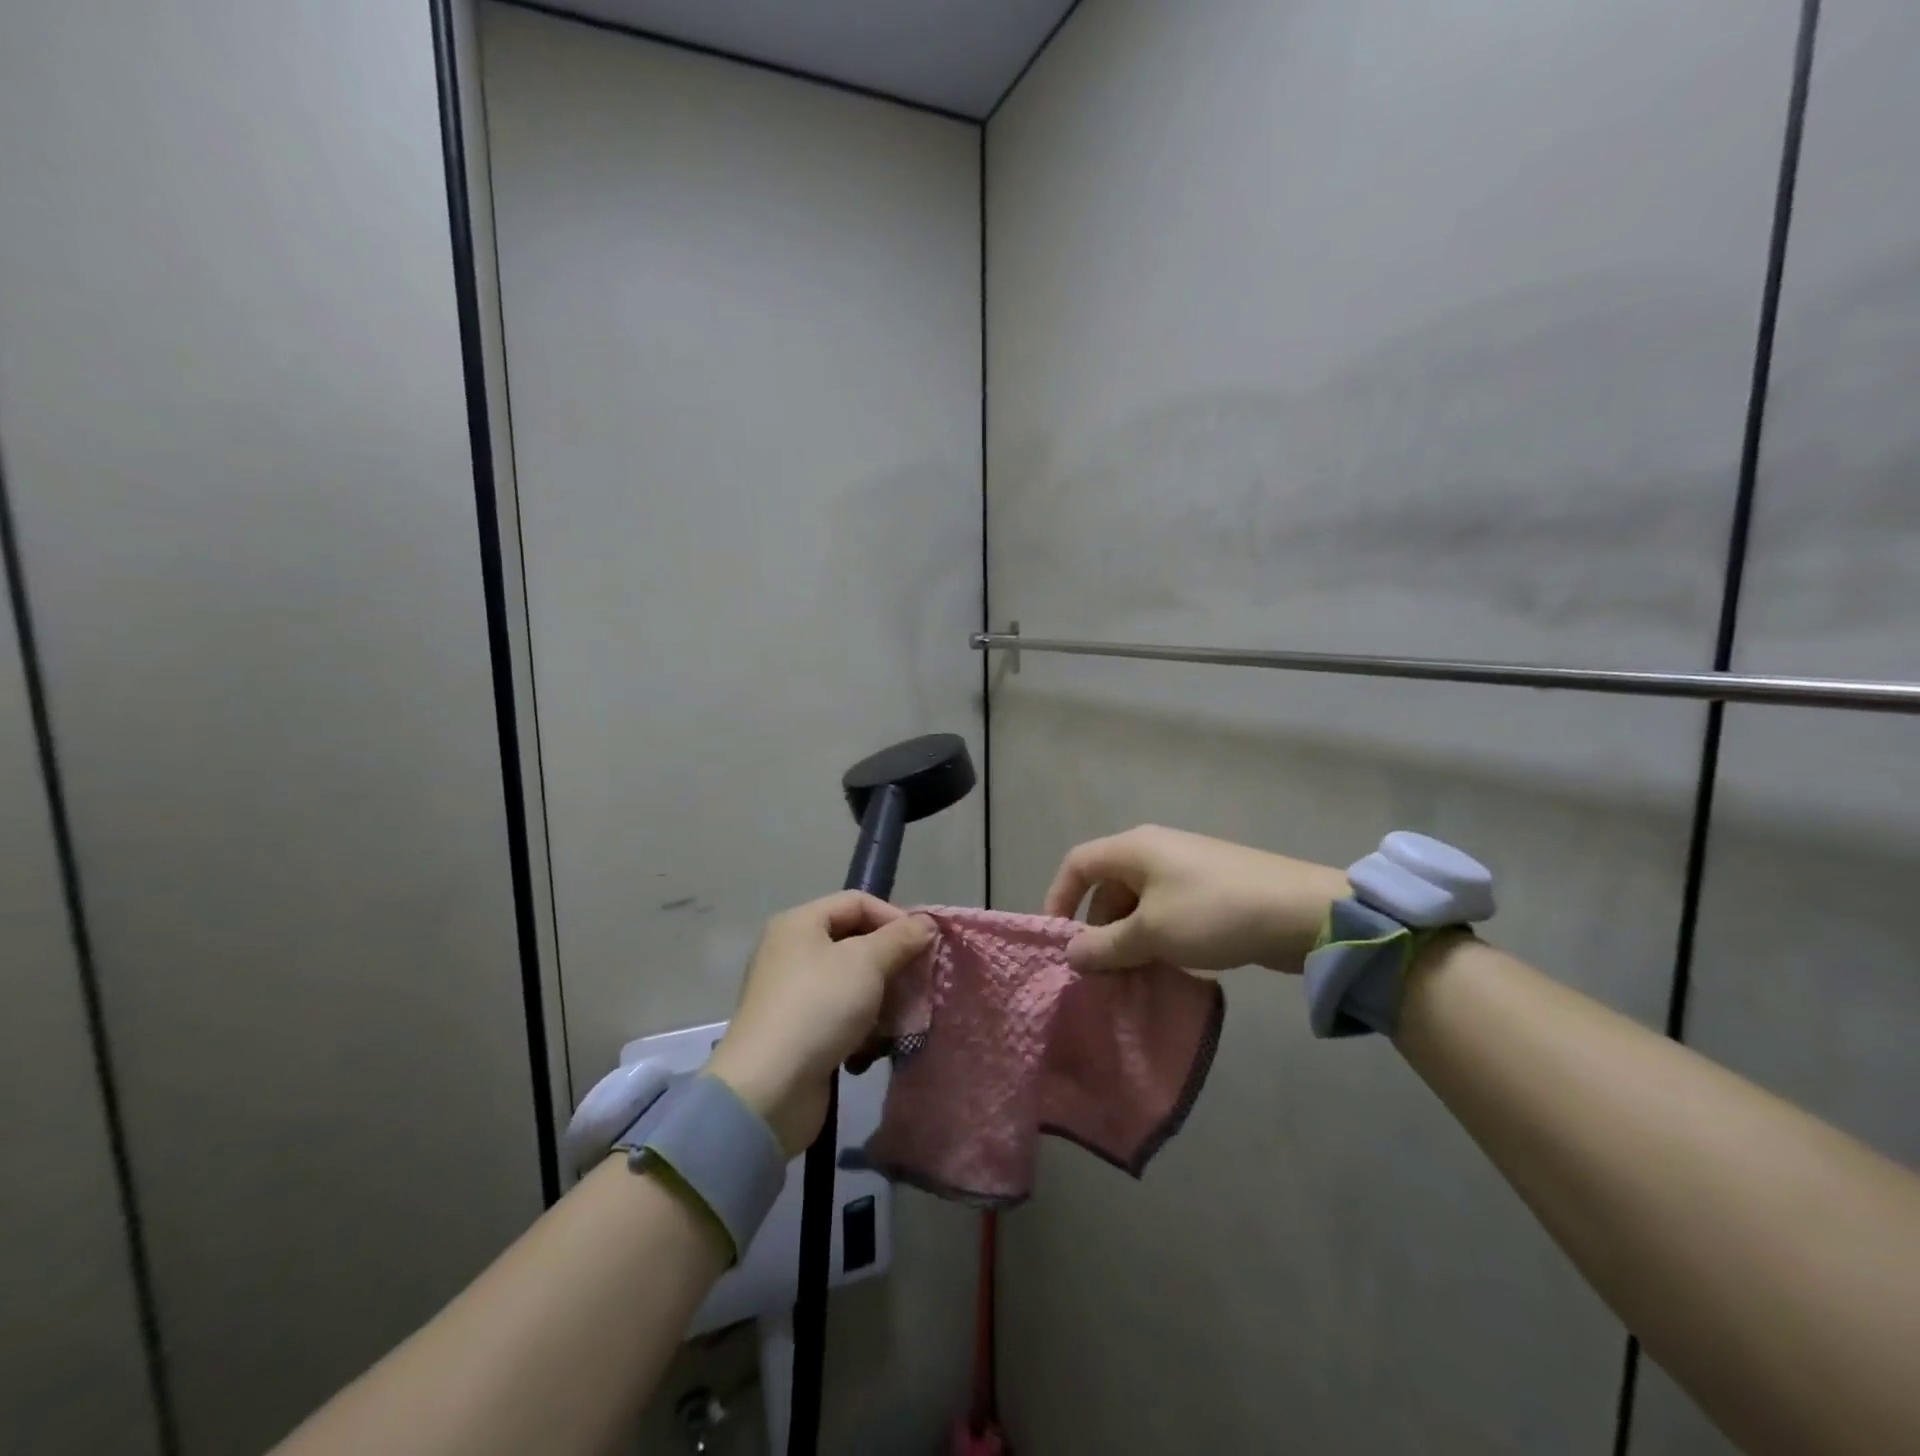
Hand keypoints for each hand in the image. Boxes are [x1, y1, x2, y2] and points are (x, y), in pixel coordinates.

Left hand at [707, 892, 933, 1156]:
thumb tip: (926, 923)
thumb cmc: (819, 1007)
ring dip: (882, 997)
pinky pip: (839, 1015)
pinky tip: (877, 1045)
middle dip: (891, 960)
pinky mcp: (797, 1032)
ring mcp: (792, 993)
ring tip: (904, 1016)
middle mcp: (791, 951)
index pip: (857, 902)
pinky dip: (862, 1025)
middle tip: (920, 981)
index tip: (924, 945)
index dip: (893, 917)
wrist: (769, 1088)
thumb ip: (900, 938)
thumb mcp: (867, 963)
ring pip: (851, 982)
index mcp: (800, 923)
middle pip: (854, 941)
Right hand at [1043, 825, 1348, 974]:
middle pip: (1108, 885)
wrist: (1301, 912)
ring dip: (1128, 938)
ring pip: (1138, 902)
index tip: (1058, 940)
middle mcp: (1155, 851)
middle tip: (1101, 970)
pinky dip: (1157, 937)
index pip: (1078, 863)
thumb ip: (1106, 945)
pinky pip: (1167, 911)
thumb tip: (1072, 953)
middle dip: (1098, 927)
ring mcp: (1185, 869)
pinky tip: (1166, 967)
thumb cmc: (1212, 913)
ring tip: (1132, 976)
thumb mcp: (1151, 933)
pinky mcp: (1210, 889)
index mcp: (1134, 848)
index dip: (1059, 898)